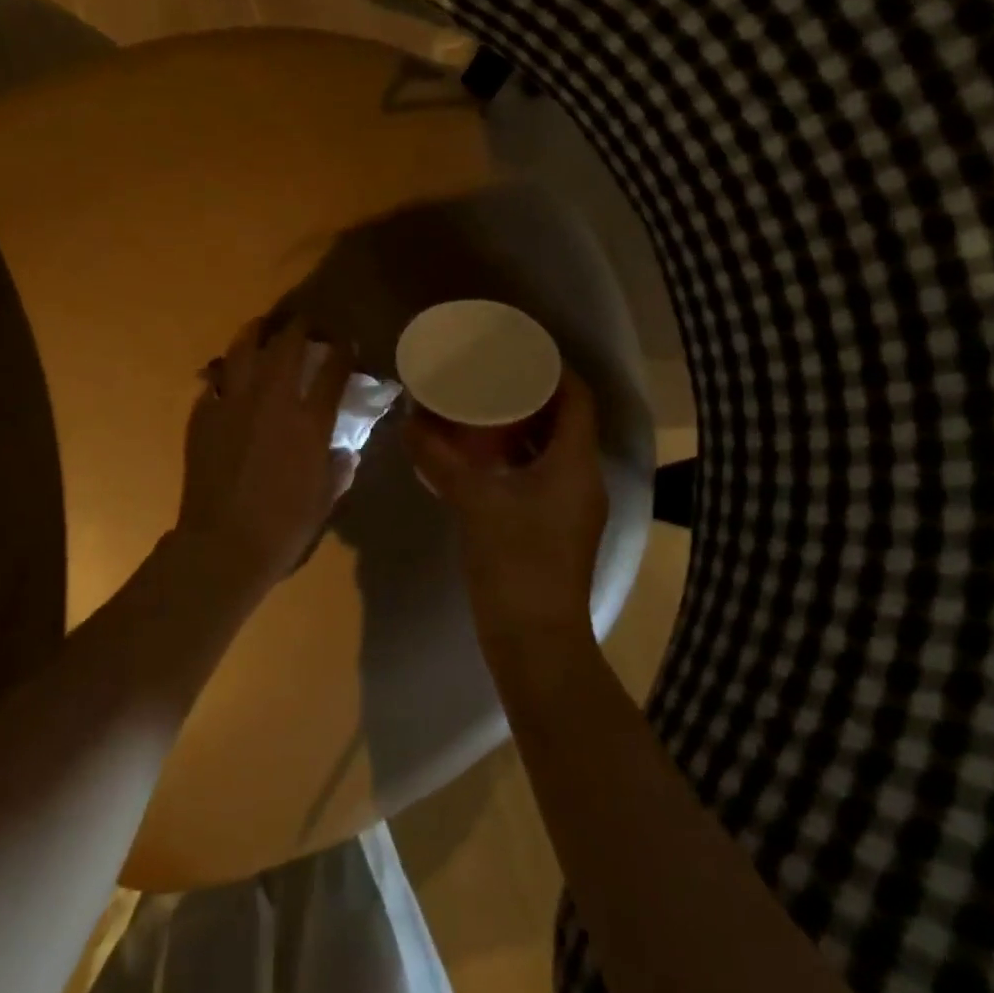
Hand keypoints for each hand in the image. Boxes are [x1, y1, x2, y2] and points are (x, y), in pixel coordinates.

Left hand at [176, 318, 356, 590]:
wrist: (223, 545)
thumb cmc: (283, 528)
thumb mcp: (325, 499)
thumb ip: (338, 468)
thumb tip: (343, 450)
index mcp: (309, 421)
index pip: (333, 370)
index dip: (343, 351)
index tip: (346, 343)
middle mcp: (273, 400)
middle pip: (288, 346)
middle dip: (301, 327)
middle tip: (306, 323)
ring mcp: (233, 404)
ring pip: (244, 350)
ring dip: (257, 332)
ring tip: (263, 328)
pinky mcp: (204, 415)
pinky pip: (216, 381)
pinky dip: (226, 373)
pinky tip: (230, 376)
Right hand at [407, 369, 607, 647]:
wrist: (535, 641)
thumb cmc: (515, 562)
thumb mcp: (473, 502)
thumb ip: (440, 459)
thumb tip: (410, 423)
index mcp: (575, 464)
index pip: (578, 398)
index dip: (554, 369)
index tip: (518, 352)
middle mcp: (583, 478)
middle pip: (566, 421)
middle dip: (532, 396)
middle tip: (491, 378)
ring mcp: (572, 506)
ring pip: (553, 450)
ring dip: (523, 428)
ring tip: (483, 412)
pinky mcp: (557, 527)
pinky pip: (542, 476)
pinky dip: (517, 459)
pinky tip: (482, 460)